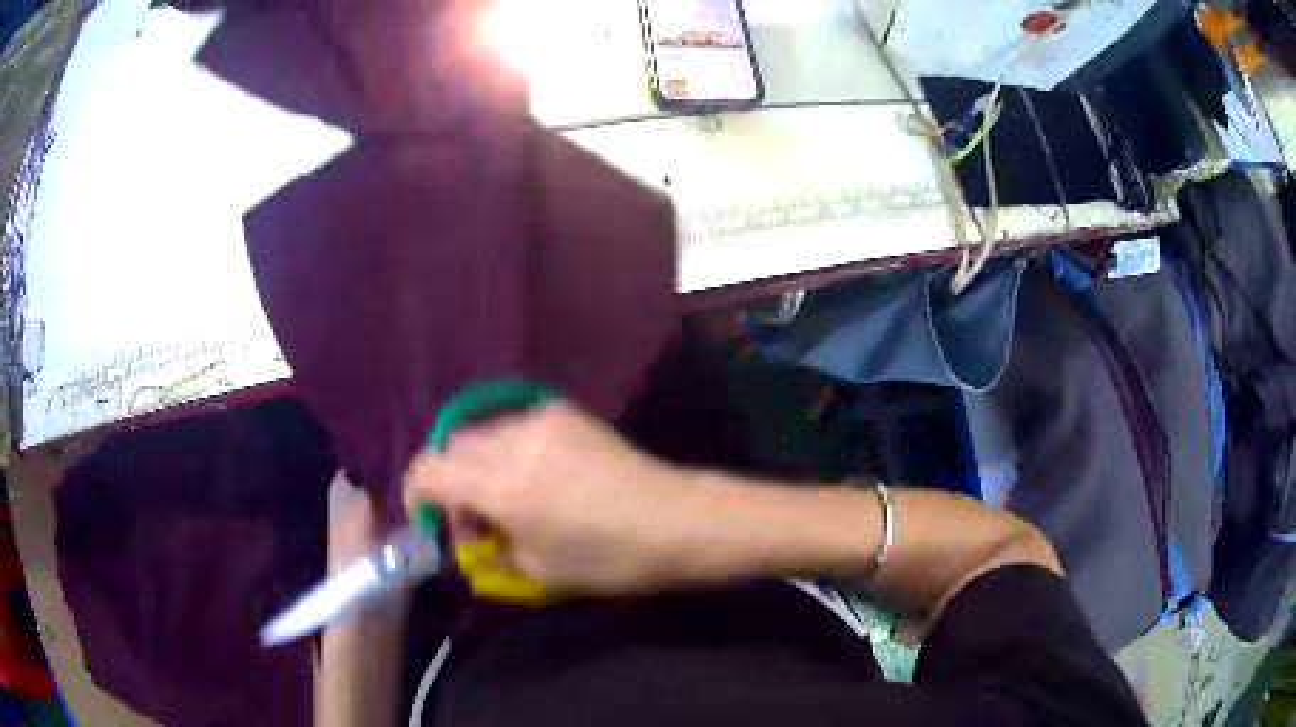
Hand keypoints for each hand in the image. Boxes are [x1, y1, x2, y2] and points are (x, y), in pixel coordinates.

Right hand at [402, 401, 697, 594]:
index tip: (429, 520)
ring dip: (476, 464)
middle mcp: (514, 442)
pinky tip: (534, 475)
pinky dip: (505, 450)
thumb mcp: (537, 569)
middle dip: (448, 482)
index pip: (429, 472)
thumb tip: (469, 534)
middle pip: (451, 447)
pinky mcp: (564, 411)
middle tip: (475, 518)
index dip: (416, 495)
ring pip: (481, 434)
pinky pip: (512, 425)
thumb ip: (487, 548)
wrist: (675, 519)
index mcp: (504, 487)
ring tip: (507, 497)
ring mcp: (541, 420)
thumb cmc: (609, 558)